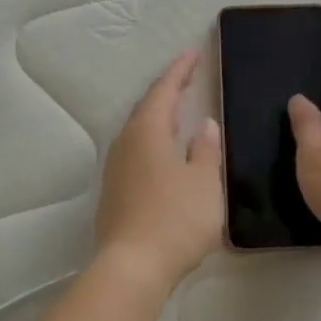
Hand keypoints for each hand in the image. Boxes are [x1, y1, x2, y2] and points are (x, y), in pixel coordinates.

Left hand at [95, 50, 224, 290]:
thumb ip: (206, 150)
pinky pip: (135, 153)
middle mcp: (126, 144)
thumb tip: (204, 125)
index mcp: (148, 132)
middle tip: (186, 79)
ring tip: (177, 114)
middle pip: (146, 108)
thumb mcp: (204, 182)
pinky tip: (163, 154)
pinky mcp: (114, 193)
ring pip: (138, 132)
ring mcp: (115, 169)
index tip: (192, 53)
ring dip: (158, 118)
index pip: (164, 91)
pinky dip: (152, 142)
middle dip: (166, 92)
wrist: (132, 267)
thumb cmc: (176, 219)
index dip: (179, 71)